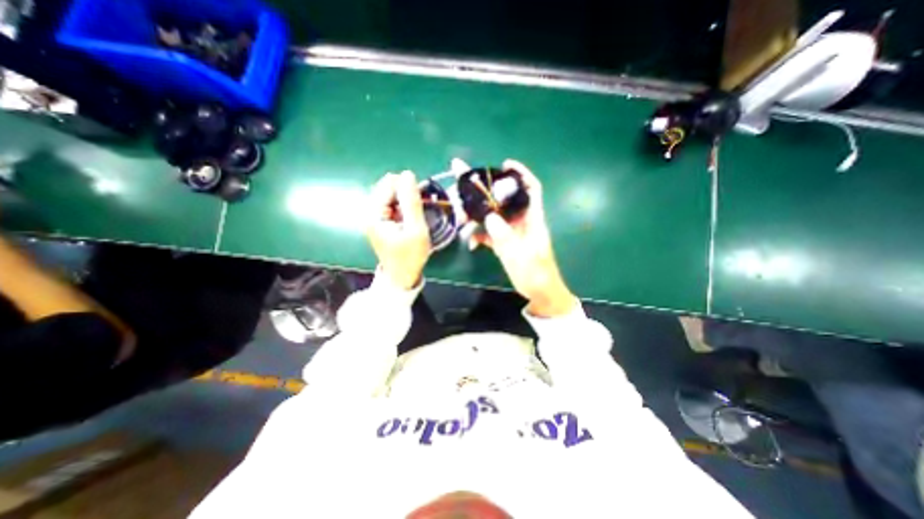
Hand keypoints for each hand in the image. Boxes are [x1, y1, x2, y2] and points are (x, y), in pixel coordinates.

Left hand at [366, 171, 431, 290]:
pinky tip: (409, 218)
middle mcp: (369, 212)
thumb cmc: (410, 256)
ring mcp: (373, 217)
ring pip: (390, 195)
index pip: (388, 184)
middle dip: (405, 193)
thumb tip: (408, 174)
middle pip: (387, 187)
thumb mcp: (416, 230)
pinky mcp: (379, 221)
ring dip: (405, 200)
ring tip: (415, 214)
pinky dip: (402, 206)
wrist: (401, 277)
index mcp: (374, 214)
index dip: (407, 187)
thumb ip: (412, 202)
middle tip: (419, 208)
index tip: (421, 201)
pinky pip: (391, 204)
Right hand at [472, 160, 574, 318]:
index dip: (521, 173)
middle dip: (485, 194)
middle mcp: (521, 221)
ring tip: (462, 221)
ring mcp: (511, 232)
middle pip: (504, 200)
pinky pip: (489, 232)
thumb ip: (505, 237)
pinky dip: (479, 235)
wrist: (539, 292)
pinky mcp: (505, 242)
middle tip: (465, 189)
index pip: (531, 189)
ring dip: (477, 217)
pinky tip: (471, 243)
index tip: (505, 164)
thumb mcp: (521, 256)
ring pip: (493, 216)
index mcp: (532, 219)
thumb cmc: (536, 273)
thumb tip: (489, 217)